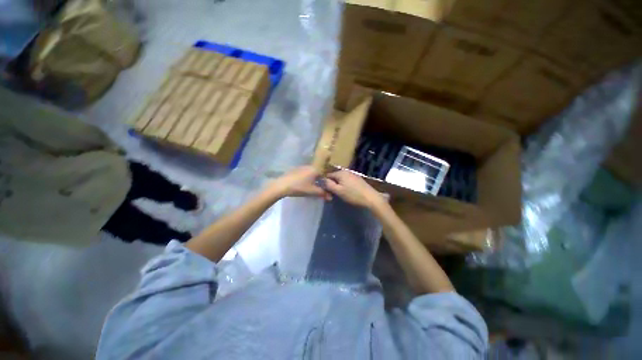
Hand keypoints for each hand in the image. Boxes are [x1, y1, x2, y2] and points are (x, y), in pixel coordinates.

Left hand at [270, 166, 330, 199]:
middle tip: (319, 189)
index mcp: (315, 169)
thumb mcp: (312, 191)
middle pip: (318, 173)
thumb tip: (331, 197)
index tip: (326, 188)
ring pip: (311, 173)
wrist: (282, 185)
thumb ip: (322, 193)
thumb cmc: (299, 187)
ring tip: (311, 187)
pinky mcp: (295, 170)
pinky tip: (302, 184)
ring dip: (312, 179)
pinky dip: (306, 178)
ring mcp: (301, 167)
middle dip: (319, 180)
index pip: (324, 174)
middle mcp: (309, 166)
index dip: (326, 182)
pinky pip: (304, 173)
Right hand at [323, 170, 384, 208]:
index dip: (325, 183)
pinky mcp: (358, 179)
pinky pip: (347, 181)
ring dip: (339, 185)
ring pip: (341, 179)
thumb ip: (329, 185)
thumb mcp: (338, 191)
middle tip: (333, 194)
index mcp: (340, 173)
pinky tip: (348, 192)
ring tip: (340, 194)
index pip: (328, 175)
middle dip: (332, 184)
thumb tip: (322, 180)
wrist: (371, 198)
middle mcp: (346, 171)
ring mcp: (353, 174)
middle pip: (335, 177)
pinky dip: (345, 185)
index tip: (326, 191)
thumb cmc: (353, 195)